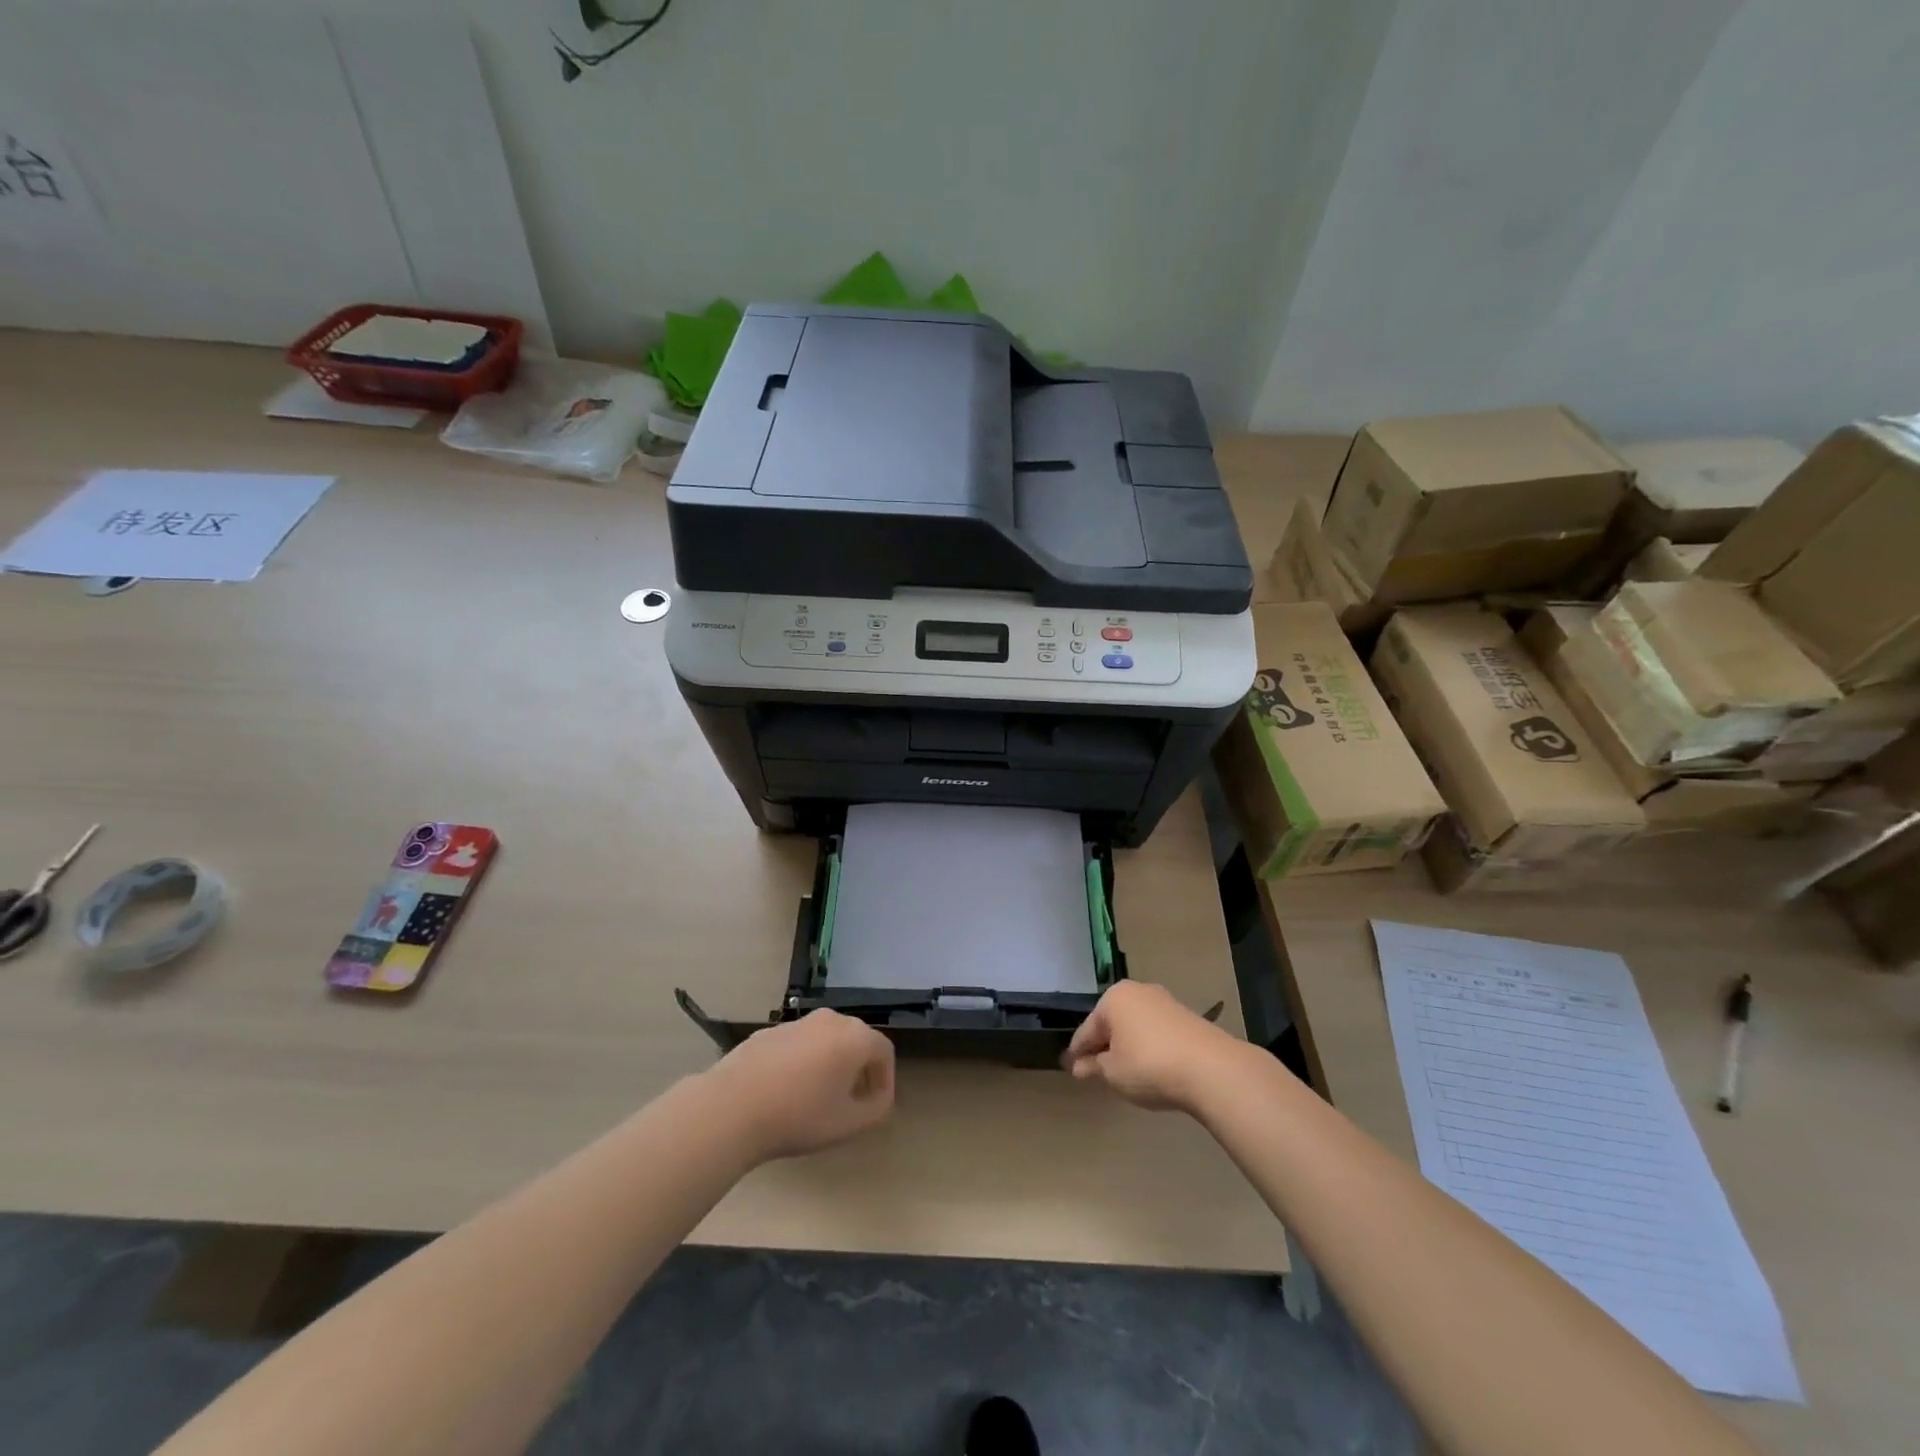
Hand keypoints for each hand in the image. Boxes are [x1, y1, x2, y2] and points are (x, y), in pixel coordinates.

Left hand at [703, 1009, 895, 1161]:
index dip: (885, 1080)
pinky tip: (786, 1091)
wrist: (732, 1107)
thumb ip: (876, 1109)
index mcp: (855, 1036)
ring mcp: (797, 1022)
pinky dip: (802, 1062)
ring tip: (818, 1098)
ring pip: (826, 1040)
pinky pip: (798, 1045)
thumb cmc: (799, 1115)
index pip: (884, 1052)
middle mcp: (830, 1019)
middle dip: (860, 1069)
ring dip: (830, 1064)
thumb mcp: (848, 1124)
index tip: (875, 1106)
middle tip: (851, 1101)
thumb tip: (877, 1097)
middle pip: (856, 1040)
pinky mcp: (769, 1031)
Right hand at [1063, 981, 1239, 1112]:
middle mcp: (1138, 991)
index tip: (1071, 1069)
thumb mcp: (1113, 1072)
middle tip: (1096, 1072)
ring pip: (1135, 1027)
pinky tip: (1150, 1068)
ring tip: (1124, 1073)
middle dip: (1103, 1046)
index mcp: (1113, 998)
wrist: (1211, 1068)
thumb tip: (1079, 1066)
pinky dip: (1148, 1047)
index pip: (1087, 1029)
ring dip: (1127, 1047)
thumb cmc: (1149, 1065)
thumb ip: (1094, 1067)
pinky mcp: (1187, 1017)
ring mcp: (1165, 1002)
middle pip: (1112, 1023)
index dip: (1078, 1052)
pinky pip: (1156, 1032)